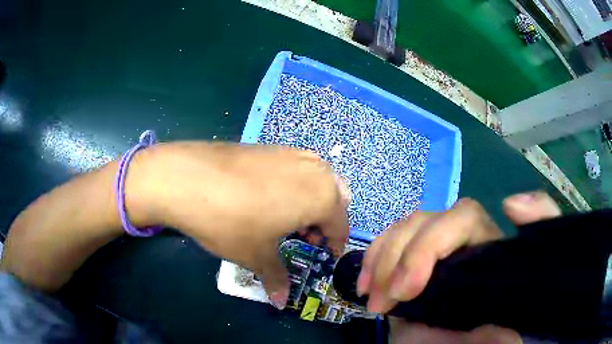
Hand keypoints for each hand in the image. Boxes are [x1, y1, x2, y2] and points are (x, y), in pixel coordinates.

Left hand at [141, 142, 348, 308]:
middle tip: (305, 236)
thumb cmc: (231, 222)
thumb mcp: (257, 255)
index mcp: (322, 196)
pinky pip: (296, 168)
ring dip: (312, 200)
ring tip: (286, 218)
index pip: (341, 224)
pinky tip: (267, 198)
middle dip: (326, 219)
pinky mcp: (270, 146)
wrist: (189, 178)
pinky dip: (295, 185)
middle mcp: (314, 169)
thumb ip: (276, 278)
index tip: (328, 254)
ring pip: (317, 179)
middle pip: (335, 197)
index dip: (336, 243)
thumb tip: (281, 302)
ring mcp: (291, 153)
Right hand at [354, 191, 559, 342]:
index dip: (442, 235)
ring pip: (406, 226)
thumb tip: (500, 331)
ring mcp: (432, 247)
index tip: (412, 285)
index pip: (468, 219)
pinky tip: (365, 284)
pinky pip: (387, 240)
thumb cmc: (468, 338)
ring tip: (372, 297)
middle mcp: (460, 242)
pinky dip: (371, 259)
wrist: (443, 343)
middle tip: (388, 299)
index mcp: (486, 253)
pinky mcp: (408, 257)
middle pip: (431, 219)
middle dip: (404, 256)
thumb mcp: (485, 339)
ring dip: (382, 259)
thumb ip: (495, 335)